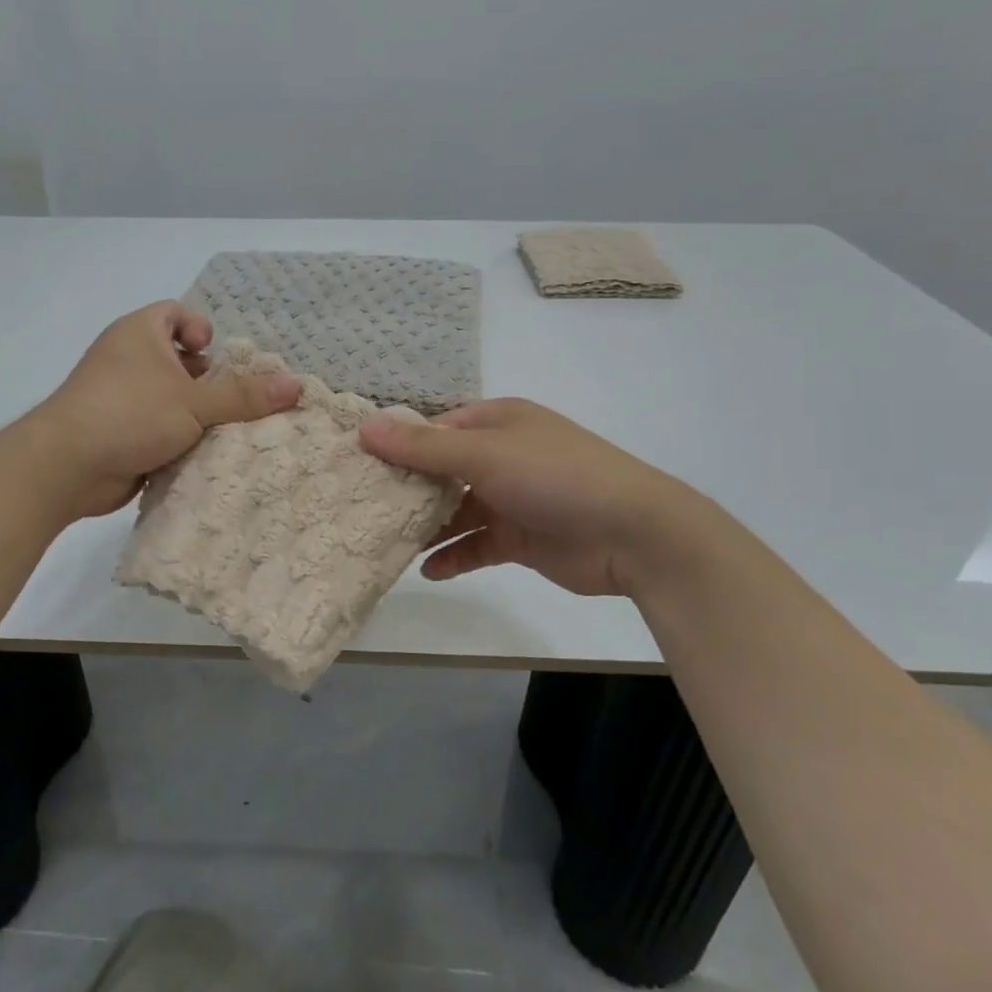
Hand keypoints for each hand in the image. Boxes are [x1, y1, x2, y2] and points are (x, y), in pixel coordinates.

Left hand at [32, 302, 300, 517]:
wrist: (66, 466)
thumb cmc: (130, 414)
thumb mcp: (194, 403)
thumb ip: (244, 395)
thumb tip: (296, 384)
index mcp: (140, 333)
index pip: (174, 313)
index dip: (199, 328)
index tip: (214, 356)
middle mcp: (126, 358)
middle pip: (176, 358)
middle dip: (206, 380)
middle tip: (230, 401)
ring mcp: (118, 396)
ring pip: (167, 397)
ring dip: (193, 414)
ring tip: (222, 432)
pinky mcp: (117, 431)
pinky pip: (155, 426)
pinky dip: (175, 438)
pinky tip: (198, 456)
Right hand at [358, 397, 694, 596]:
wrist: (634, 534)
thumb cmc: (554, 476)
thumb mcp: (483, 455)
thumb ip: (422, 448)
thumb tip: (365, 428)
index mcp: (497, 422)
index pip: (435, 428)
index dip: (398, 443)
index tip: (357, 464)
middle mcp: (502, 455)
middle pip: (441, 470)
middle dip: (406, 488)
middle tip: (360, 506)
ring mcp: (512, 498)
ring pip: (456, 510)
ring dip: (426, 525)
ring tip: (384, 541)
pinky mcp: (520, 538)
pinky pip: (476, 545)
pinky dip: (453, 556)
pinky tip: (427, 570)